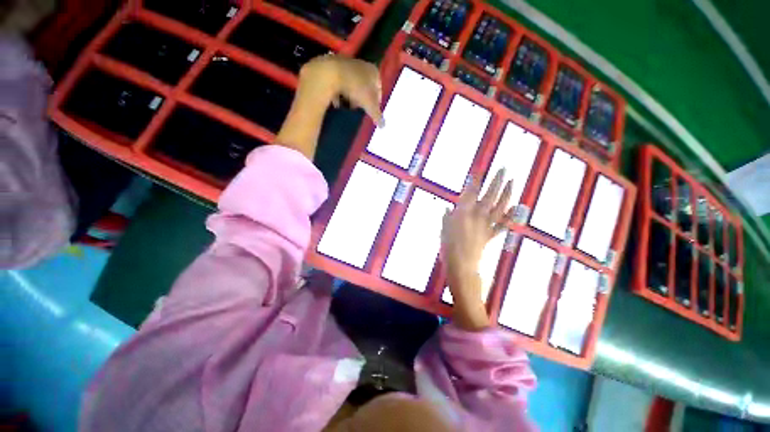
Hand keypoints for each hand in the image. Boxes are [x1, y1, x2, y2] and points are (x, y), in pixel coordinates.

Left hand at [276, 55, 382, 158]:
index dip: (376, 101)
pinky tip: (336, 101)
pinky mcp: (332, 65)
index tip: (371, 111)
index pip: (379, 89)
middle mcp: (361, 64)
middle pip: (364, 85)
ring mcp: (346, 63)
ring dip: (350, 95)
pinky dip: (338, 92)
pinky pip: (339, 82)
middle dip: (362, 98)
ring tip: (346, 106)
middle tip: (358, 108)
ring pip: (351, 84)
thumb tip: (383, 126)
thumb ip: (377, 115)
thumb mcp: (370, 105)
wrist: (330, 74)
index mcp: (373, 71)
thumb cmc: (356, 88)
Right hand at [441, 169, 513, 329]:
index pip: (471, 192)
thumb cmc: (448, 246)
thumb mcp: (443, 229)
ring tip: (513, 182)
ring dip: (507, 194)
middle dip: (497, 181)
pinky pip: (502, 224)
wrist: (461, 264)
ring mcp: (486, 225)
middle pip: (489, 195)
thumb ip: (447, 218)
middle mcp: (477, 215)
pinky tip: (517, 209)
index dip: (476, 180)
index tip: (480, 170)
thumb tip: (447, 209)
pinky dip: (510, 216)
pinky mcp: (491, 235)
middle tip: (504, 169)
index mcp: (463, 212)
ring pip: (500, 207)